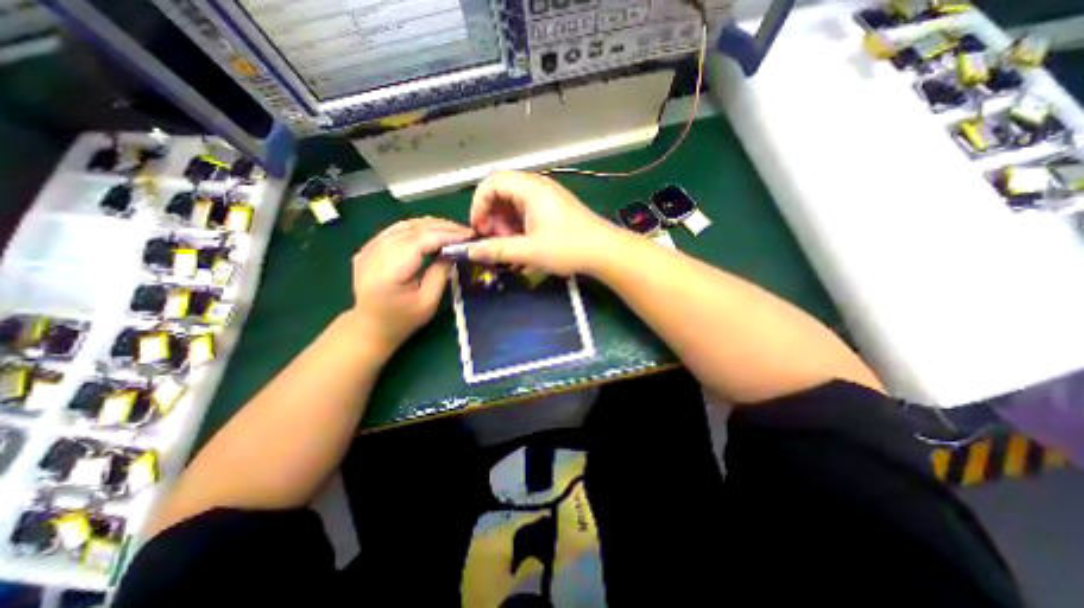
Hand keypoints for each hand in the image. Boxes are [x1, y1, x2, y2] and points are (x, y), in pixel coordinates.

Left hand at [350, 218, 472, 353]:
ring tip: (453, 230)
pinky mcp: (369, 247)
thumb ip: (440, 273)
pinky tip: (432, 232)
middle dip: (442, 227)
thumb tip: (454, 251)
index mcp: (388, 271)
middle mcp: (374, 253)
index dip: (446, 235)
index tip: (469, 236)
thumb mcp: (428, 302)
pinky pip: (397, 230)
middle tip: (466, 232)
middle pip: (412, 229)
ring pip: (404, 225)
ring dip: (431, 225)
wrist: (371, 326)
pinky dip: (418, 228)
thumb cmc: (403, 320)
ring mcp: (368, 248)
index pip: (420, 241)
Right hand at [472, 171, 621, 274]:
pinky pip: (527, 208)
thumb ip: (497, 250)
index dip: (479, 204)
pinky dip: (519, 223)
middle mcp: (538, 185)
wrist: (604, 251)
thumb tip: (471, 251)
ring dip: (505, 222)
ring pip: (514, 201)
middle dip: (492, 215)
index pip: (491, 182)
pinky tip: (523, 242)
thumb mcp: (529, 251)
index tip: (479, 229)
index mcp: (530, 188)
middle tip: (496, 239)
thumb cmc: (567, 248)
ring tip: (510, 244)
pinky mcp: (554, 206)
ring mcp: (547, 195)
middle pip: (502, 190)